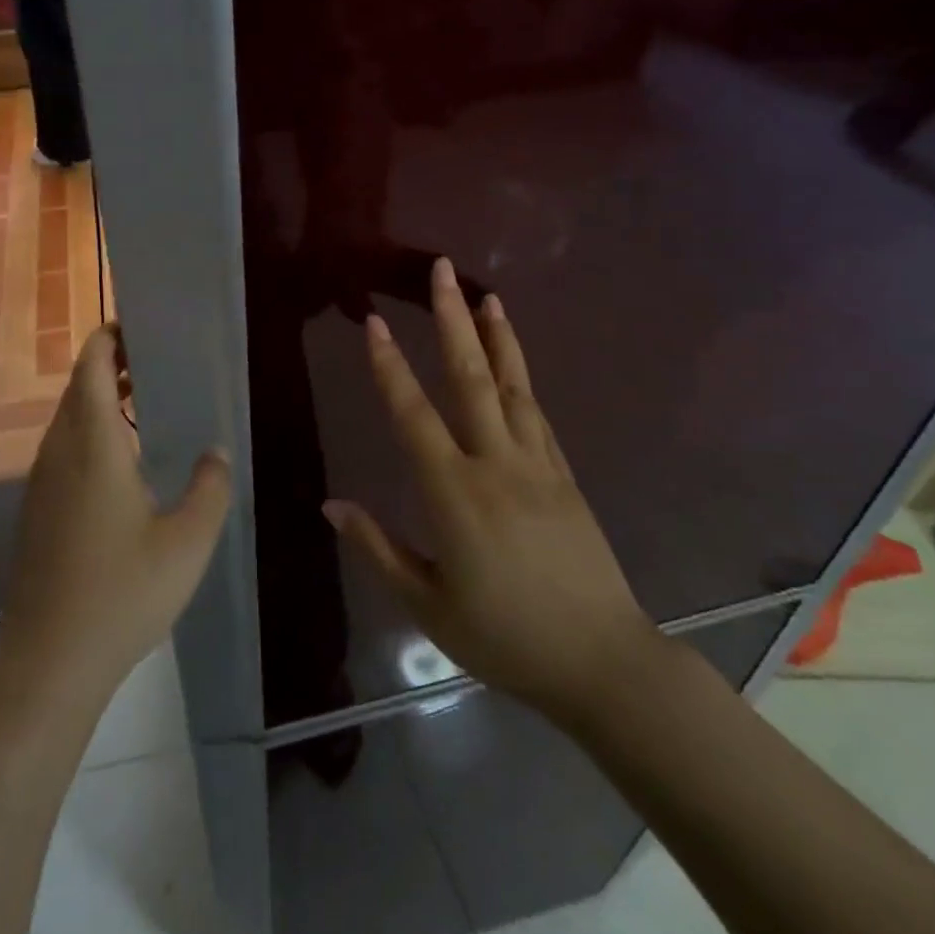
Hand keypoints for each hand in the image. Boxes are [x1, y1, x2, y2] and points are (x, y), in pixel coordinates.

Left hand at [0, 324, 231, 711]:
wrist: (46, 661)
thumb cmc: (120, 594)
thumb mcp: (186, 543)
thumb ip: (210, 489)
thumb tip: (216, 452)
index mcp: (92, 445)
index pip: (90, 366)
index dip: (109, 337)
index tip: (141, 325)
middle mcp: (59, 452)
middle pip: (77, 387)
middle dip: (110, 363)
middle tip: (157, 360)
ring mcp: (42, 482)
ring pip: (68, 419)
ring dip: (99, 399)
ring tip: (145, 400)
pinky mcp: (36, 509)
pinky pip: (63, 448)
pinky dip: (90, 431)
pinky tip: (123, 461)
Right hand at [324, 258, 659, 731]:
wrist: (602, 663)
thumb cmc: (505, 638)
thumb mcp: (427, 604)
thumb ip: (378, 549)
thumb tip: (331, 505)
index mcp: (454, 493)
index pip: (413, 415)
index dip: (390, 366)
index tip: (376, 323)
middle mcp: (496, 464)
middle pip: (471, 378)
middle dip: (452, 320)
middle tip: (442, 271)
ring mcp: (537, 465)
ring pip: (513, 386)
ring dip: (496, 336)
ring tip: (485, 295)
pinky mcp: (565, 476)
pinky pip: (538, 414)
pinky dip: (524, 377)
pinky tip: (514, 358)